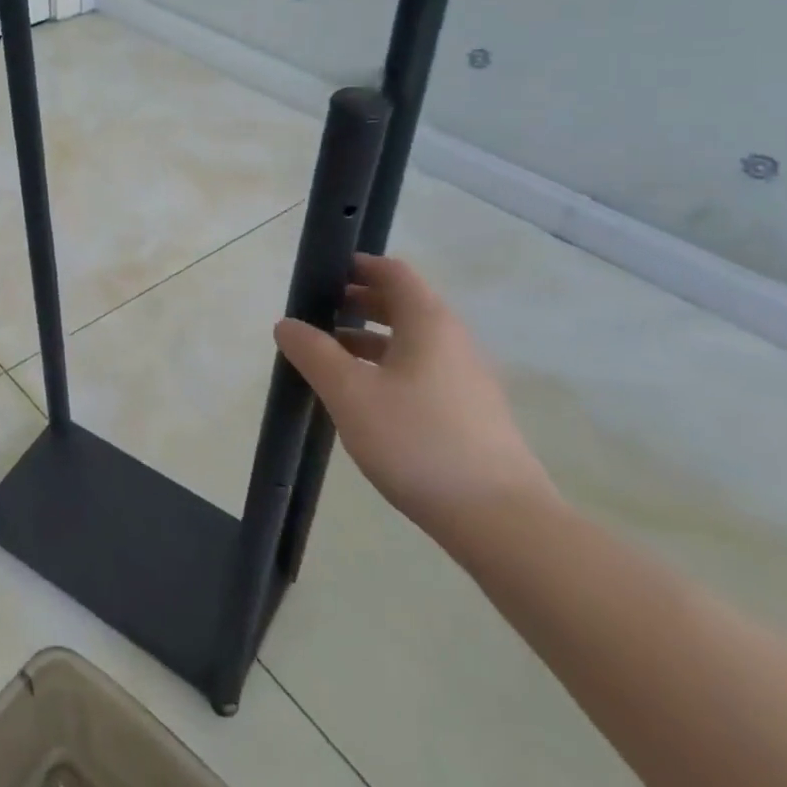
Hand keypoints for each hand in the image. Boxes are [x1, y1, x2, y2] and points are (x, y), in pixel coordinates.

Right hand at [274, 253, 555, 541]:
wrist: (500, 520)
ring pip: (412, 341)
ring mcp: (467, 379)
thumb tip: (286, 324)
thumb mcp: (349, 393)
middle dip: (358, 302)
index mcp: (429, 323)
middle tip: (316, 314)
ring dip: (369, 338)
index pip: (393, 273)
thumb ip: (313, 353)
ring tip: (330, 356)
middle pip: (404, 304)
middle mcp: (454, 341)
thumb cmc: (417, 441)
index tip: (321, 276)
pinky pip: (422, 370)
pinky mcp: (470, 413)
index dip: (357, 266)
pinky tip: (364, 397)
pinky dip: (388, 367)